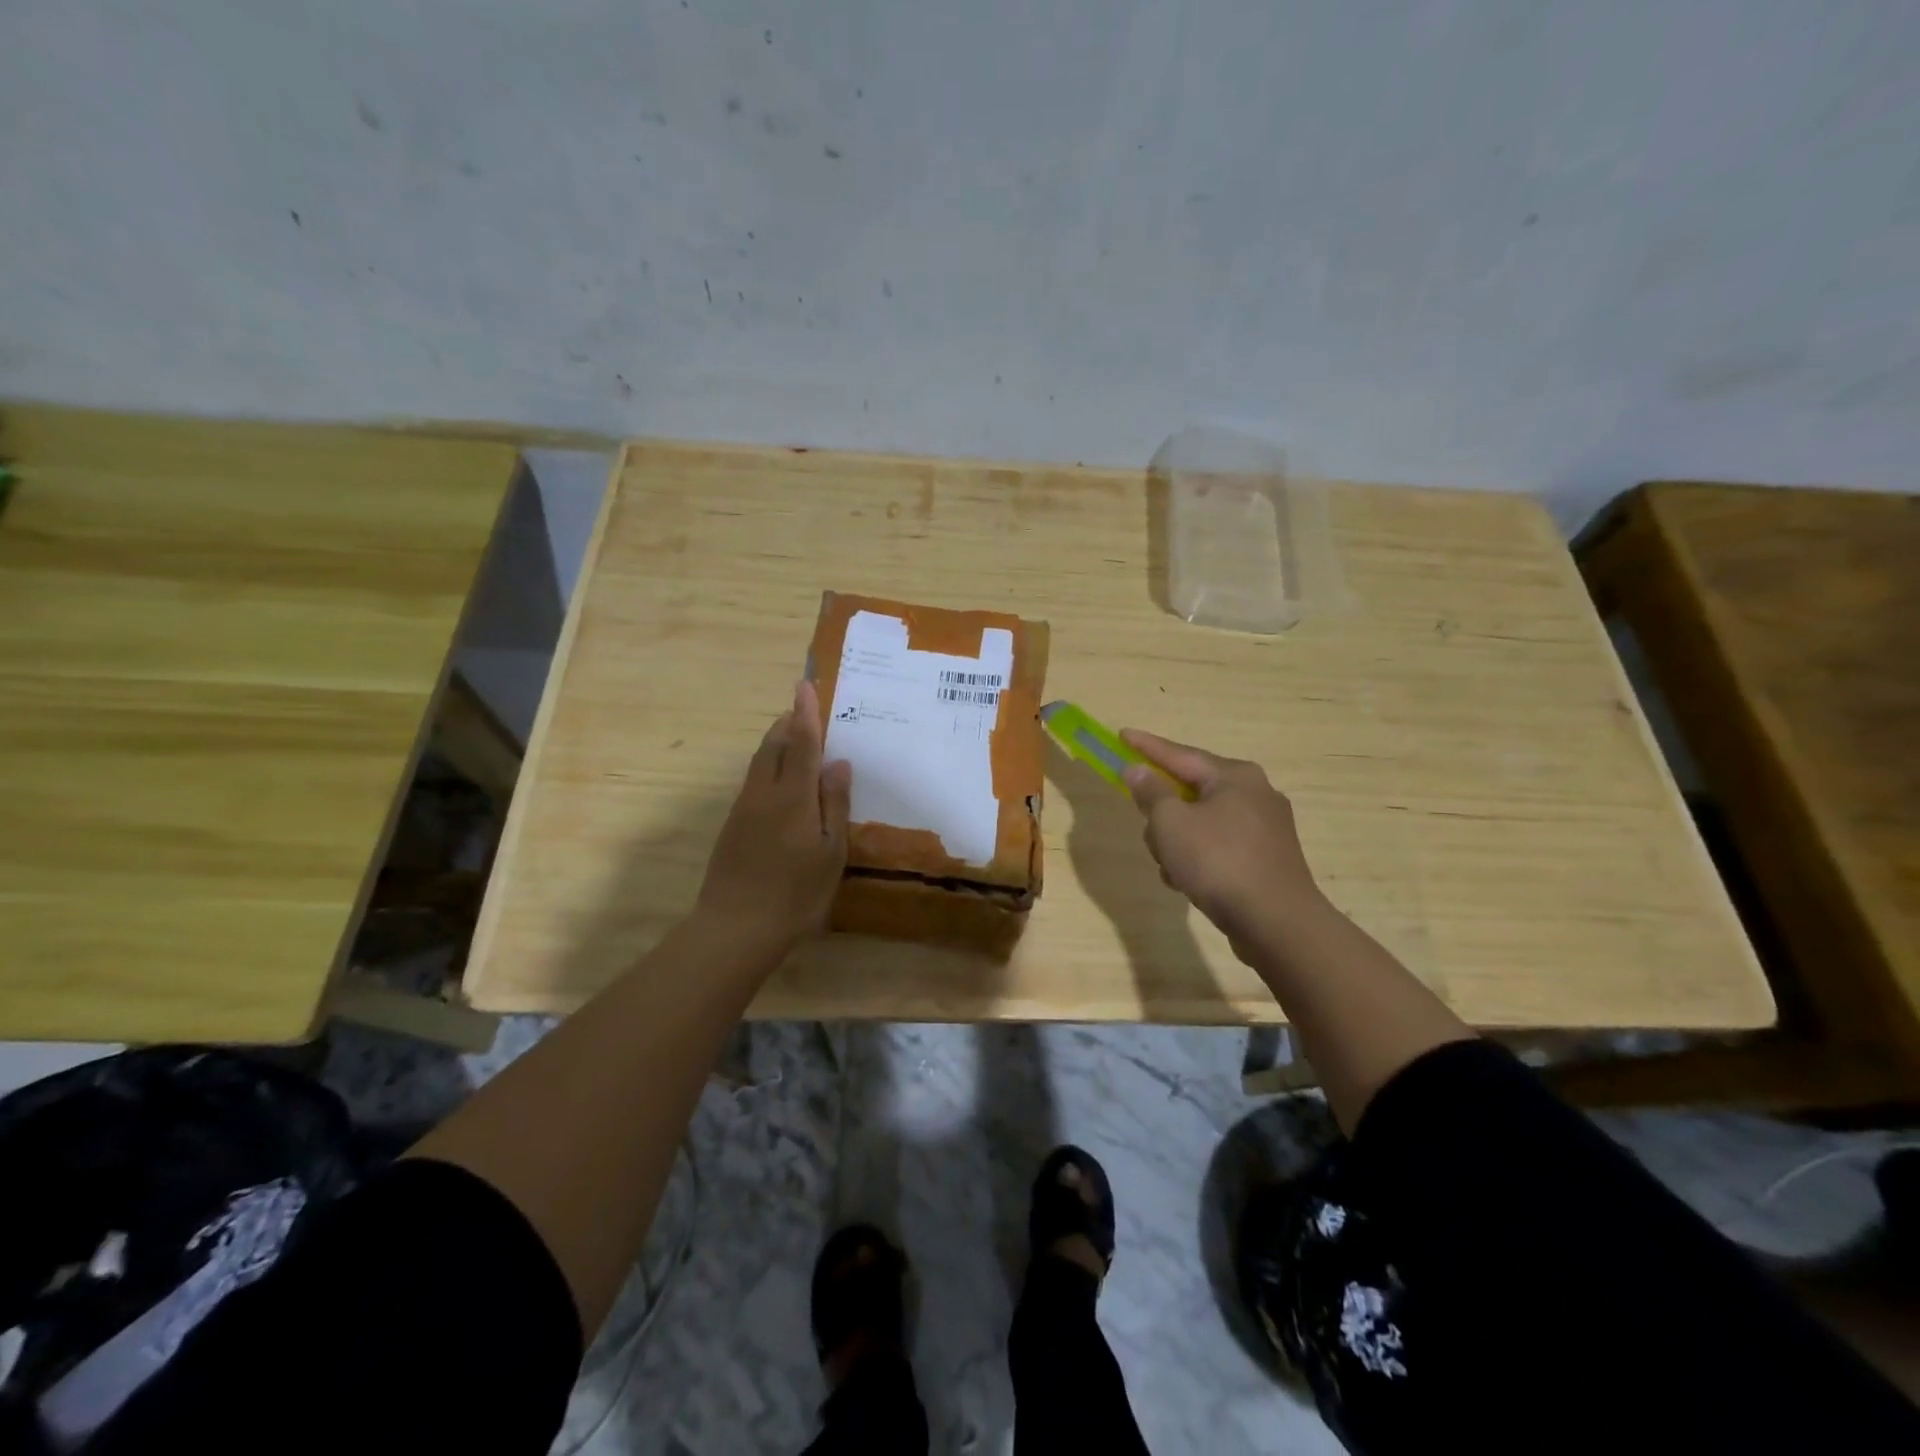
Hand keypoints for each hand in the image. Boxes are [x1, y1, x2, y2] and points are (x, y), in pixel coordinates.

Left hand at [693, 680, 851, 957]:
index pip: (799, 742)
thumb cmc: (795, 894)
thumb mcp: (830, 853)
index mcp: (792, 797)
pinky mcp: (733, 825)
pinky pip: (754, 780)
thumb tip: (838, 763)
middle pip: (773, 745)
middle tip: (804, 708)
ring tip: (794, 734)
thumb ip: (834, 805)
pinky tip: (782, 778)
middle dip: (788, 722)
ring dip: (777, 741)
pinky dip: (769, 764)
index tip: (805, 685)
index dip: (805, 713)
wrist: (735, 929)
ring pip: (760, 762)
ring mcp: (744, 809)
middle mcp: (763, 793)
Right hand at [1119, 729, 1322, 947]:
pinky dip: (1198, 859)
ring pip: (1202, 823)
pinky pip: (1219, 847)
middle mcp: (1255, 794)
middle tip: (1147, 828)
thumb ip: (1151, 793)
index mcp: (1234, 776)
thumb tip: (1139, 771)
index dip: (1146, 746)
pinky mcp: (1267, 860)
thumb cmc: (1218, 862)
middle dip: (1162, 813)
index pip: (1180, 754)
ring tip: (1170, 868)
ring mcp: (1265, 829)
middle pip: (1191, 791)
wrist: (1276, 923)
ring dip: (1178, 841)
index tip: (1121, 735)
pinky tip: (1187, 883)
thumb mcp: (1171, 823)